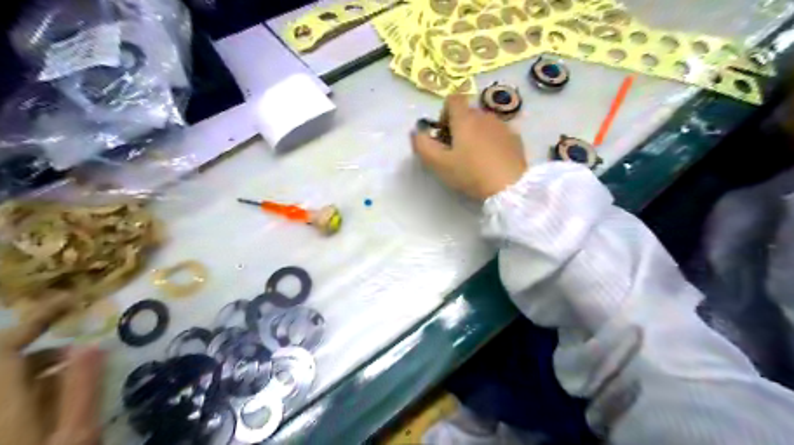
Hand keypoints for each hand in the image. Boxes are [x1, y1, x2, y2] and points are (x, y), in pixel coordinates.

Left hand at [1, 295, 103, 444]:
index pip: (5, 349)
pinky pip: (11, 394)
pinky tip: (55, 397)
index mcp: (7, 405)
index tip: (70, 301)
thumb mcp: (77, 435)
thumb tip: (90, 344)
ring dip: (41, 368)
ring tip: (75, 376)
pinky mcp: (7, 419)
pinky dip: (33, 386)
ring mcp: (0, 411)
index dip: (35, 319)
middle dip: (46, 349)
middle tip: (82, 352)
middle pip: (5, 361)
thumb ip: (82, 387)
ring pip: (8, 379)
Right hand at [409, 93, 525, 198]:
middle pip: (467, 113)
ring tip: (474, 158)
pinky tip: (490, 162)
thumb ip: (422, 145)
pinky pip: (497, 134)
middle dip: (458, 127)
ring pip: (483, 124)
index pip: (453, 99)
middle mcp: (485, 115)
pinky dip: (491, 142)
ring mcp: (503, 126)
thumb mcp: (439, 163)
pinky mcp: (516, 139)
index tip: (443, 134)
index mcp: (465, 118)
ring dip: (475, 135)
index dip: (444, 113)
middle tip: (455, 151)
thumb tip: (417, 132)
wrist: (509, 186)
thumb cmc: (470, 173)